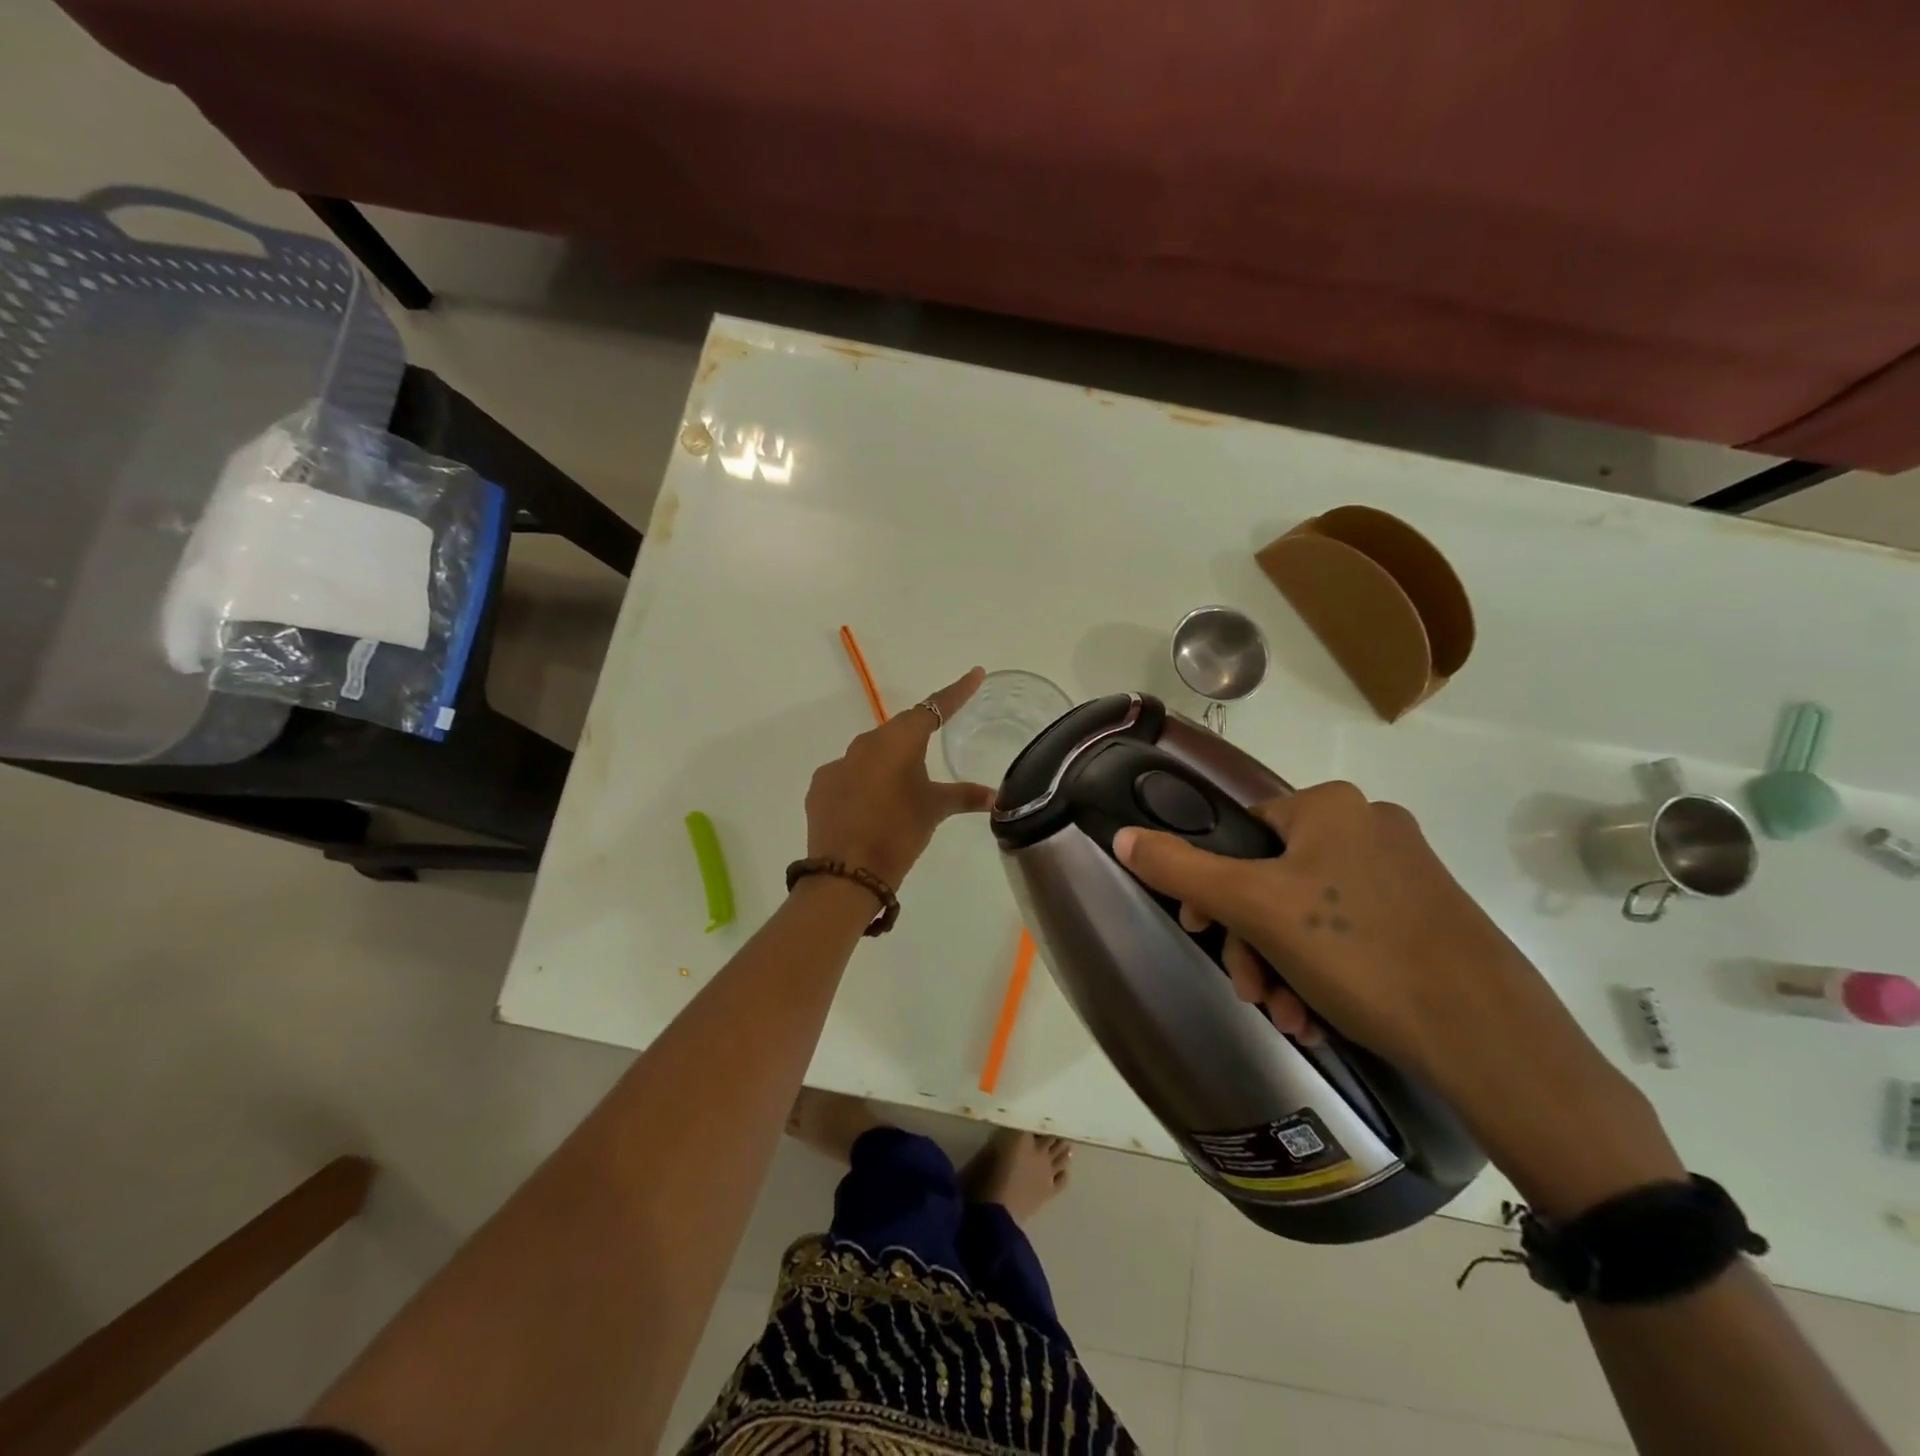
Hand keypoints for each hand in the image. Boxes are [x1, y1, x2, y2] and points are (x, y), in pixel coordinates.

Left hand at [805, 668, 995, 888]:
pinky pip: (849, 774)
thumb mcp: (934, 810)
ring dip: (889, 761)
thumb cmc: (899, 833)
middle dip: (918, 735)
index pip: (933, 708)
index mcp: (898, 741)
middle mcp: (865, 743)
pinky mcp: (821, 786)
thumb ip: (964, 796)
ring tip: (903, 786)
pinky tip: (872, 804)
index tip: (974, 674)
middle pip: (899, 730)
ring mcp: (838, 764)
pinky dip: (864, 781)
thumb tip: (995, 796)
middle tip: (935, 743)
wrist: (846, 872)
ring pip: (871, 753)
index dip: (956, 692)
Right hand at [1115, 782, 1682, 1214]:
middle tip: (1249, 991)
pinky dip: (1323, 973)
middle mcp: (1370, 826)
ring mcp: (1405, 872)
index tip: (1200, 932)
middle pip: (1272, 878)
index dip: (1211, 885)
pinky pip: (1350, 934)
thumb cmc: (1357, 952)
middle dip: (1250, 941)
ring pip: (1308, 913)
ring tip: (1289, 1018)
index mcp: (1330, 806)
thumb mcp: (1252, 907)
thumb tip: (1122, 836)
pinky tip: (1319, 1018)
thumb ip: (1180, 868)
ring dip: (1282, 965)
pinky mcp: (1429, 916)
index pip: (1241, 833)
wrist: (1489, 1036)